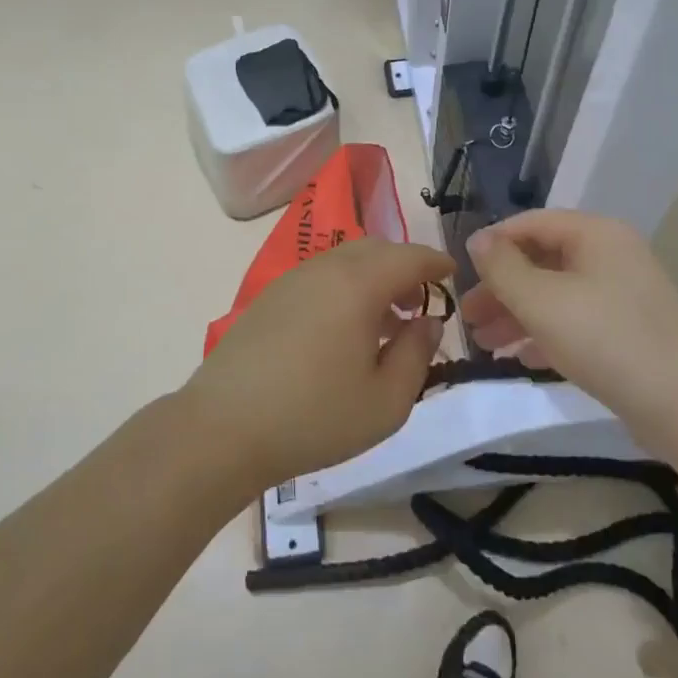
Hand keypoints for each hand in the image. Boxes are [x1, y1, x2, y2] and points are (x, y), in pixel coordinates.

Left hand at [182, 237, 454, 492]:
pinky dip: (345, 286)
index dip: (436, 262)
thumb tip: (428, 322)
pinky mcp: (270, 296)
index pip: (409, 256)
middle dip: (405, 267)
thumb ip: (417, 354)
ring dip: (373, 277)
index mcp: (358, 284)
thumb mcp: (386, 401)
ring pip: (345, 260)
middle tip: (420, 302)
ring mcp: (293, 278)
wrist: (224, 428)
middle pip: (376, 249)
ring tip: (385, 320)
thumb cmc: (314, 417)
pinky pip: (321, 275)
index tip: (453, 273)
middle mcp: (326, 268)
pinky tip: (344, 328)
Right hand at [462, 210, 677, 428]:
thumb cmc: (607, 339)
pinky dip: (544, 335)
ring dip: (517, 315)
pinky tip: (519, 358)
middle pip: (542, 261)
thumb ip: (503, 268)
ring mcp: (622, 296)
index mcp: (595, 234)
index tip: (459, 273)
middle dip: (501, 288)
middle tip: (467, 318)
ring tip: (484, 345)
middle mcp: (610, 256)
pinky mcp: (628, 334)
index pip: (531, 223)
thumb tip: (477, 240)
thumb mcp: (542, 300)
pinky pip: (575, 323)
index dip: (492, 244)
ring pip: (556, 295)